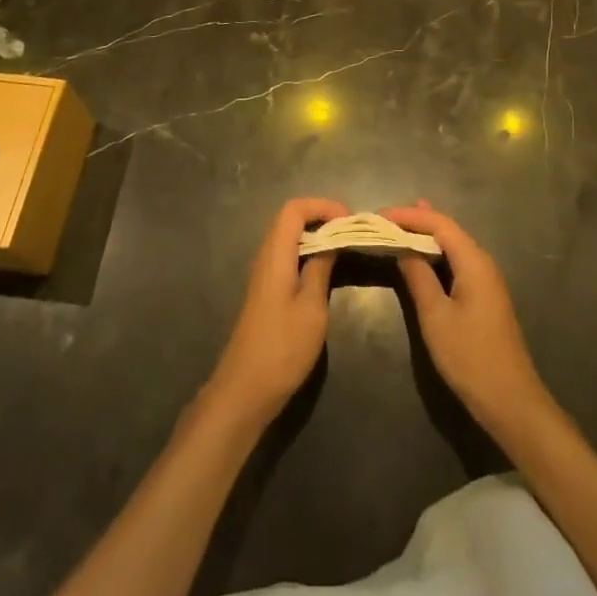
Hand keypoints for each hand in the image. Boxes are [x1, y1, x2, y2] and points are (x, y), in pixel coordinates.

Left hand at [205, 197, 349, 430]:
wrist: (245, 390)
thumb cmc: (282, 347)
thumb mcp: (312, 307)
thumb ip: (321, 267)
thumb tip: (333, 239)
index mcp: (275, 254)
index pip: (294, 209)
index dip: (322, 205)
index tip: (349, 219)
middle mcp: (266, 256)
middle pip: (290, 218)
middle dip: (322, 216)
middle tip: (351, 231)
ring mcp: (264, 274)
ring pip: (289, 237)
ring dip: (316, 234)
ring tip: (344, 246)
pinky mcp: (267, 291)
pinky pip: (288, 256)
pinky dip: (309, 252)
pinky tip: (326, 270)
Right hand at [382, 202, 553, 442]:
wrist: (510, 400)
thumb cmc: (470, 356)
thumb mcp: (436, 316)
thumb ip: (418, 277)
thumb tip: (402, 247)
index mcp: (473, 261)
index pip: (439, 223)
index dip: (409, 216)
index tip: (379, 215)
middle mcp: (483, 262)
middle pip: (448, 230)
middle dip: (417, 221)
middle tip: (385, 219)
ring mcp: (486, 280)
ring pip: (453, 246)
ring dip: (426, 236)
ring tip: (400, 225)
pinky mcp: (484, 296)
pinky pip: (457, 262)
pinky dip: (436, 253)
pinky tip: (423, 255)